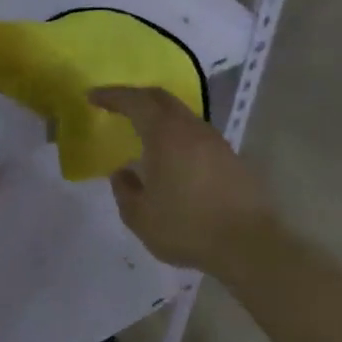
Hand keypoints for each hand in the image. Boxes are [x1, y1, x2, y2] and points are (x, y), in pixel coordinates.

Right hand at [89, 87, 275, 279]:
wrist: (249, 245)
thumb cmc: (187, 228)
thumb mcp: (141, 216)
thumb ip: (125, 190)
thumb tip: (123, 173)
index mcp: (166, 135)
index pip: (135, 101)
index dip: (112, 96)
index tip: (92, 96)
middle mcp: (192, 129)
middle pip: (161, 99)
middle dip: (136, 97)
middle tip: (116, 105)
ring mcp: (216, 142)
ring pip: (182, 115)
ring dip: (159, 116)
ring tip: (142, 132)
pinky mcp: (231, 158)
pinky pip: (196, 135)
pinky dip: (176, 135)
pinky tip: (171, 157)